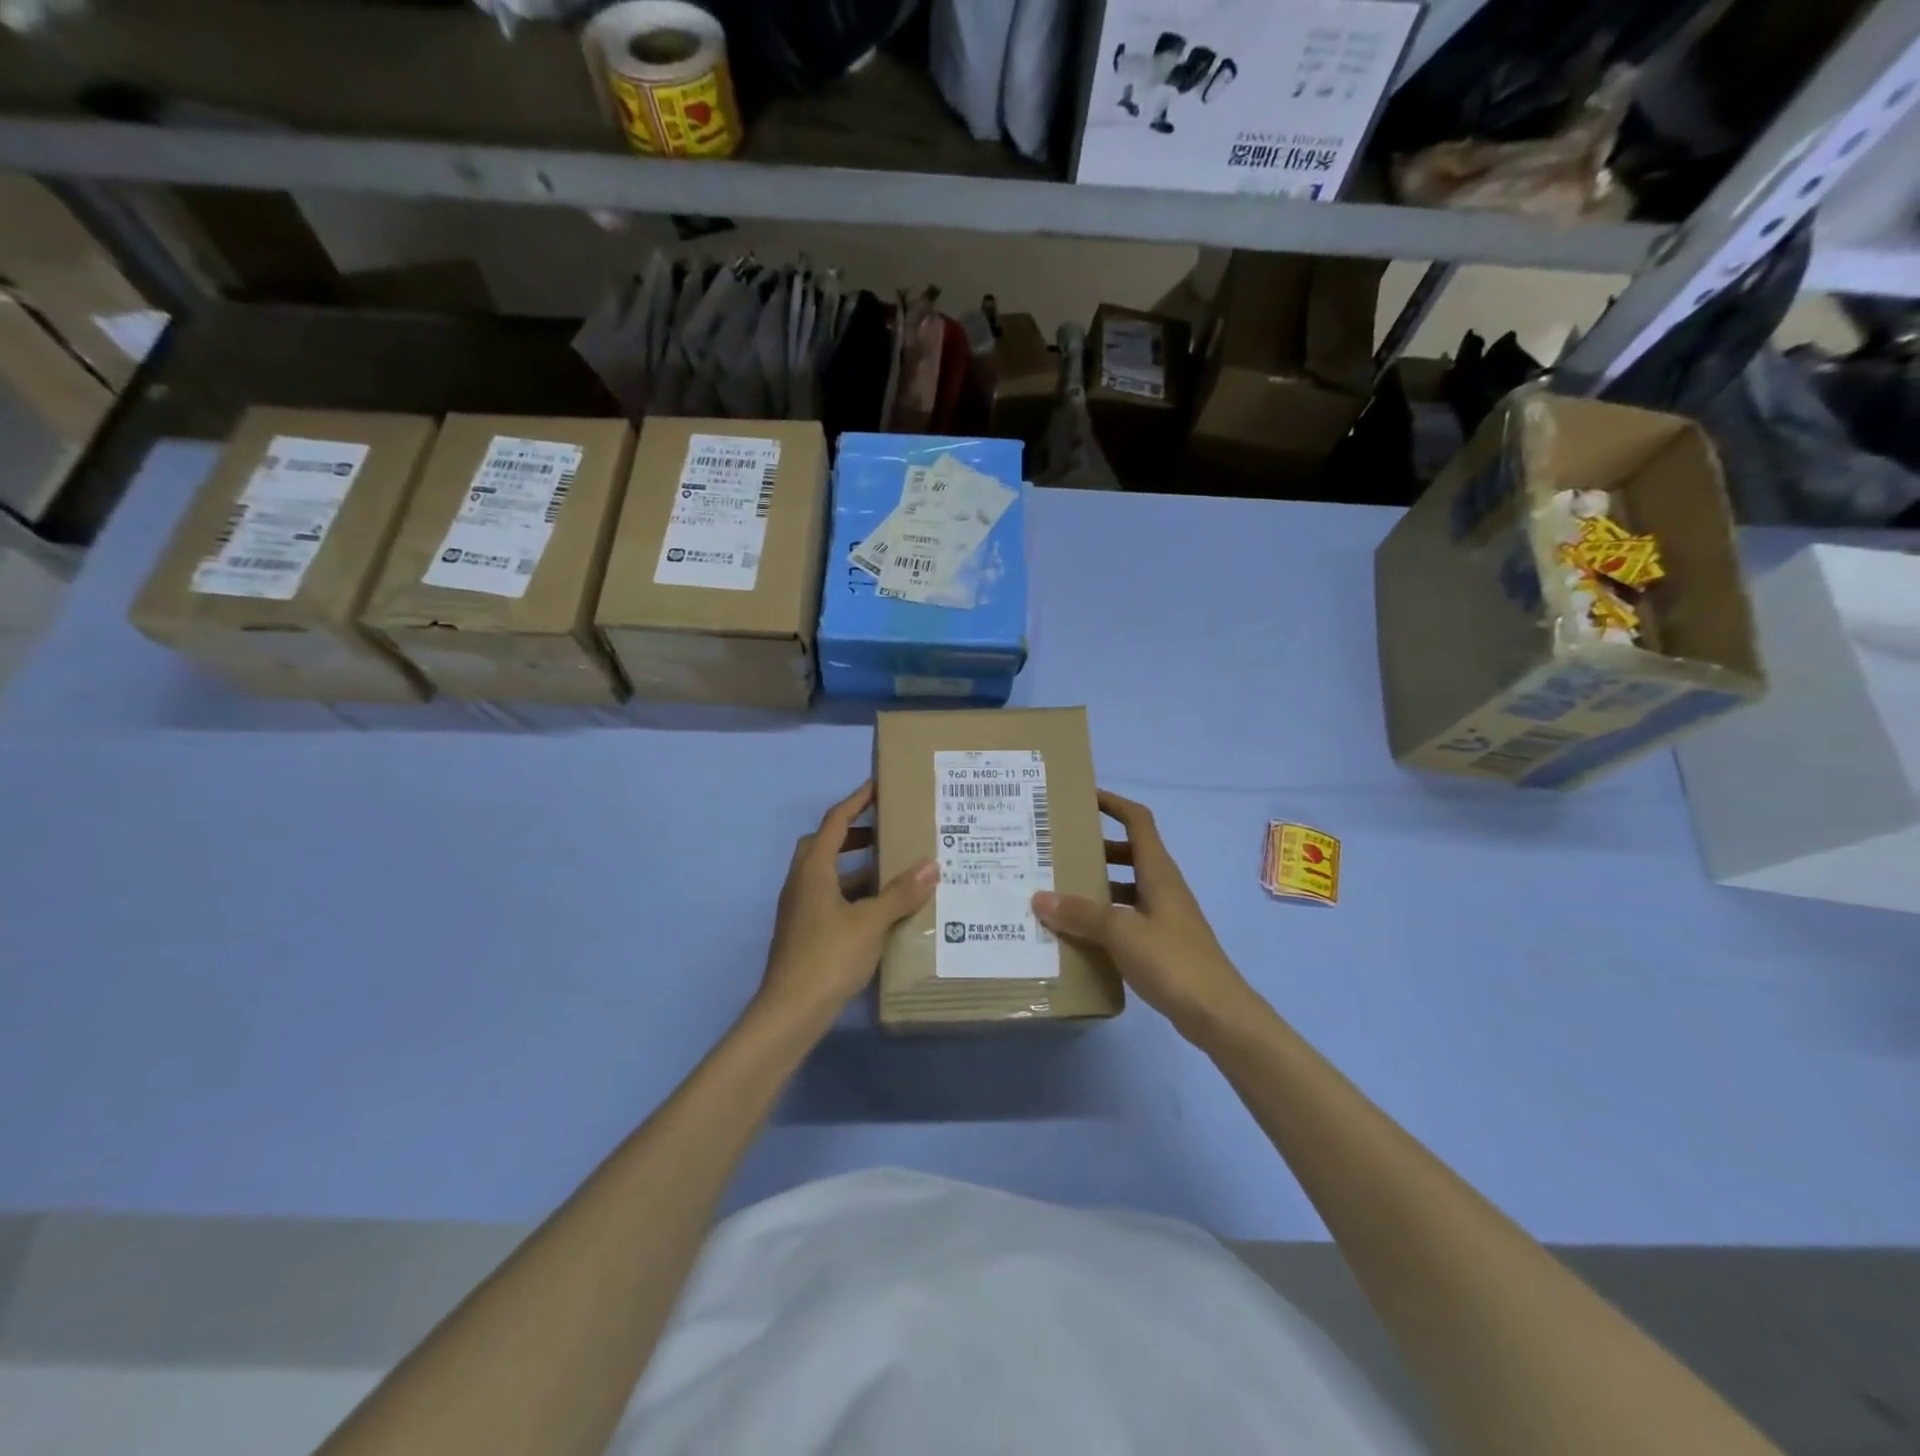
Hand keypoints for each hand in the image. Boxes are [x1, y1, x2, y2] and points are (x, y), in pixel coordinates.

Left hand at [758, 782, 936, 1028]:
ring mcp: (800, 910)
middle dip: (853, 834)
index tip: (878, 787)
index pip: (834, 822)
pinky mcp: (804, 933)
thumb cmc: (828, 957)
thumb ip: (900, 893)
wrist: (790, 1012)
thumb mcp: (871, 922)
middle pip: (824, 845)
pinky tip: (878, 912)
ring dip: (855, 868)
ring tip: (892, 872)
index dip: (856, 801)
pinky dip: (852, 895)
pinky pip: (829, 899)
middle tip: (885, 833)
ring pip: (827, 875)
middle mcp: (801, 883)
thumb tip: (932, 864)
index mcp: (813, 870)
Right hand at [1033, 790, 1254, 1041]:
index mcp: (1159, 872)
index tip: (1082, 797)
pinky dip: (1104, 918)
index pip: (1137, 821)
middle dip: (1096, 848)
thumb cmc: (1173, 960)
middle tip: (1058, 851)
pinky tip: (1079, 934)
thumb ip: (1081, 914)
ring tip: (1059, 892)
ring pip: (1126, 887)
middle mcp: (1163, 887)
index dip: (1113, 804)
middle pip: (1129, 853)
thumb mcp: (1121, 932)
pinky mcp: (1162, 944)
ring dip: (1098, 885)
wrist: (1218, 1014)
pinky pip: (1127, 918)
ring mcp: (1164, 916)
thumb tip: (1040, 897)